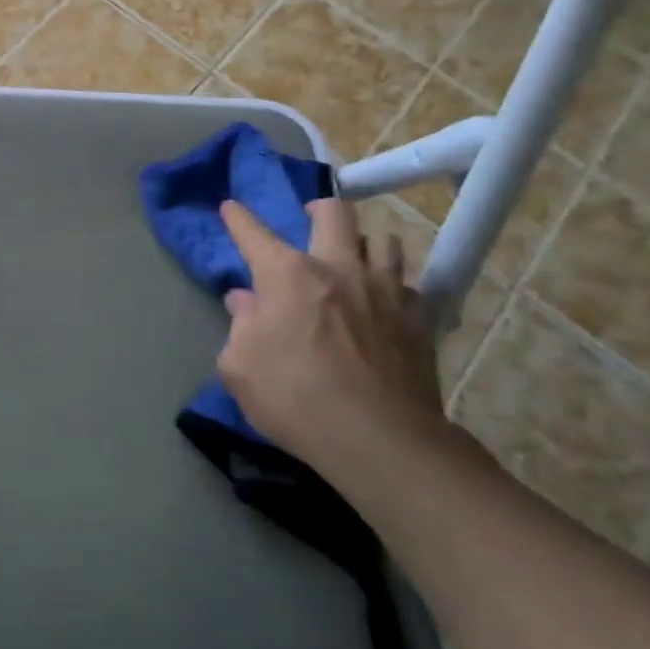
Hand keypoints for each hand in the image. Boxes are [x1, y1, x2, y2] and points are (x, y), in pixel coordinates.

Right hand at [215, 196, 445, 473]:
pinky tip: (384, 305)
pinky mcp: (419, 321)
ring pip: (383, 241)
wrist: (380, 441)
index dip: (237, 218)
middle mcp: (339, 269)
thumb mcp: (240, 366)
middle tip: (310, 219)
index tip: (230, 207)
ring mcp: (385, 291)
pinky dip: (392, 287)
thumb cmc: (294, 398)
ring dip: (364, 245)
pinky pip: (408, 286)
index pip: (254, 233)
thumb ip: (241, 325)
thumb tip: (246, 302)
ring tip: (354, 260)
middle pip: (336, 214)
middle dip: (318, 209)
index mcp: (287, 274)